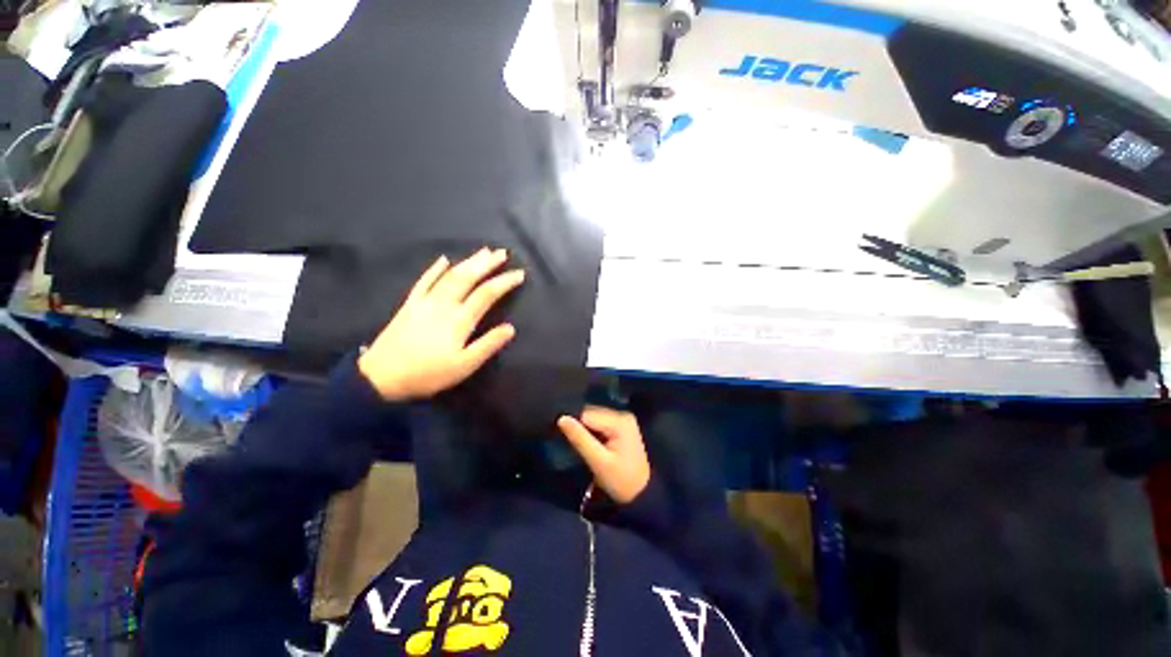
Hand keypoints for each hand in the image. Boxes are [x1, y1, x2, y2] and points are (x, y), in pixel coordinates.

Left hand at [358, 248, 524, 400]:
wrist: (381, 378)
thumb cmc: (428, 374)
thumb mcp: (464, 366)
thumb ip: (488, 345)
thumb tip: (511, 328)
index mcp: (459, 320)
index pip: (487, 294)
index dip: (504, 282)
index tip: (519, 274)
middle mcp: (443, 304)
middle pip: (468, 278)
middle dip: (487, 263)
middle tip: (503, 253)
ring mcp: (424, 302)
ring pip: (450, 275)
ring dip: (468, 261)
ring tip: (483, 251)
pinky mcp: (410, 304)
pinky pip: (423, 281)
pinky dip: (435, 269)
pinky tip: (443, 260)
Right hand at [558, 406, 650, 503]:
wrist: (642, 495)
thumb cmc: (621, 480)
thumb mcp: (598, 462)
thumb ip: (580, 439)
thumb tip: (561, 418)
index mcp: (619, 421)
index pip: (587, 414)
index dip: (573, 423)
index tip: (560, 435)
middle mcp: (622, 415)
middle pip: (591, 413)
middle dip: (578, 425)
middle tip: (568, 441)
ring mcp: (623, 420)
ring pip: (593, 418)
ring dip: (584, 429)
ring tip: (575, 443)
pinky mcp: (621, 427)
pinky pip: (600, 424)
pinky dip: (591, 432)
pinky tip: (587, 442)